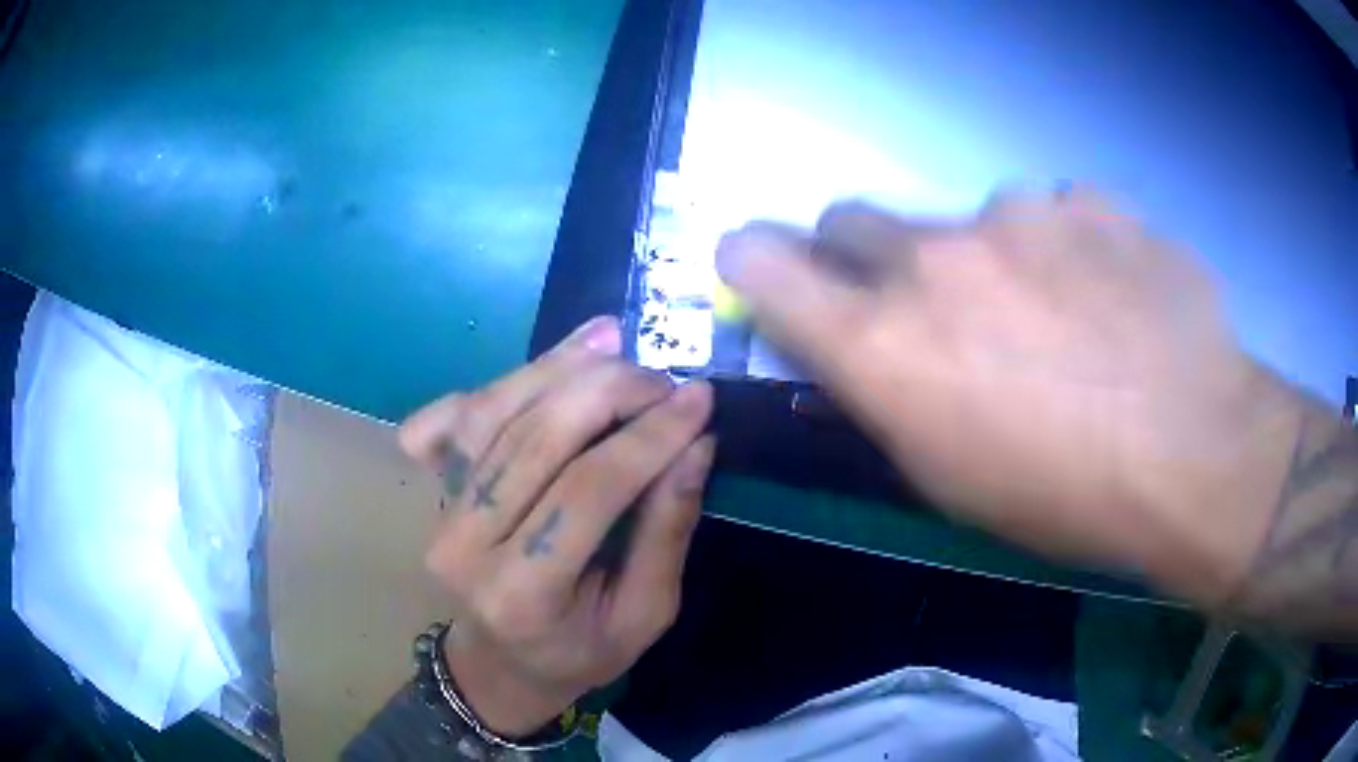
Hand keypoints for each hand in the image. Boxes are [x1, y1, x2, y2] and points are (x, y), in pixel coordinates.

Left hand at [398, 317, 714, 735]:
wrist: (499, 663)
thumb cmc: (579, 653)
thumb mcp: (645, 615)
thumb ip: (666, 532)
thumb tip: (695, 448)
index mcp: (524, 592)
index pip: (589, 491)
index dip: (648, 437)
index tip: (698, 399)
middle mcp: (468, 546)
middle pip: (535, 439)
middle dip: (607, 392)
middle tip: (661, 377)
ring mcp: (442, 512)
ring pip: (497, 415)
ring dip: (559, 368)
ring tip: (614, 340)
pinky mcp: (436, 490)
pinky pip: (463, 417)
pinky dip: (509, 379)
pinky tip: (554, 358)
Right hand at [717, 188, 1301, 608]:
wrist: (1197, 454)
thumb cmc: (1067, 498)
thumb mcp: (952, 479)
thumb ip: (888, 397)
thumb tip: (860, 353)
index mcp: (887, 341)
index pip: (766, 262)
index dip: (754, 260)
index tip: (763, 268)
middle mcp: (935, 257)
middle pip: (853, 220)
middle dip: (866, 255)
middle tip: (928, 303)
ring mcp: (1018, 214)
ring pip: (971, 220)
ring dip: (992, 260)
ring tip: (1062, 319)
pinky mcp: (1087, 202)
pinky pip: (1055, 215)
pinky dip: (1066, 249)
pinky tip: (1113, 299)